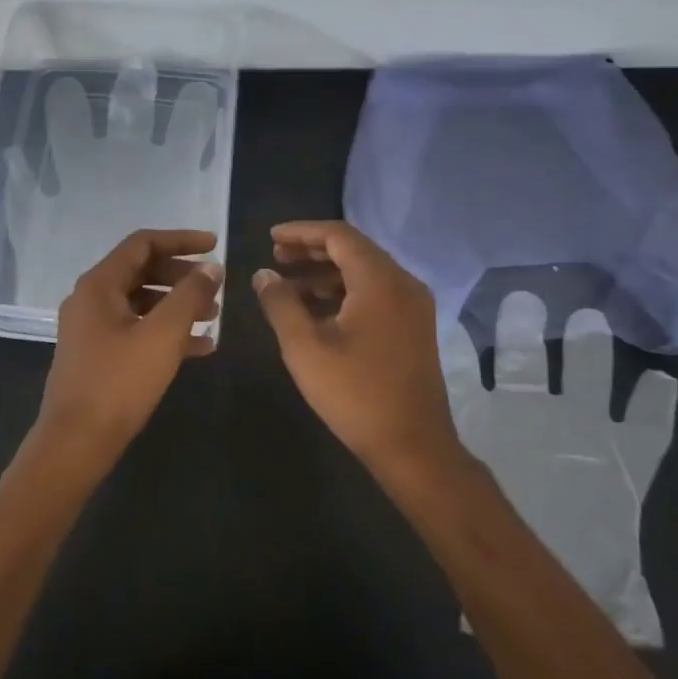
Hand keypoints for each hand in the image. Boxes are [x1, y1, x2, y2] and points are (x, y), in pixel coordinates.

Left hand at [30, 229, 222, 472]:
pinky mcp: (98, 355)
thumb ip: (190, 295)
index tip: (215, 246)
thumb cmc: (119, 382)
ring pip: (141, 302)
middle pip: (142, 271)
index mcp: (99, 285)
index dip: (181, 240)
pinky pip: (136, 330)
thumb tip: (211, 268)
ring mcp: (92, 329)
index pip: (143, 244)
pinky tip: (200, 347)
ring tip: (213, 318)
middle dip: (182, 276)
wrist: (76, 442)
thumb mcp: (162, 335)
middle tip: (215, 286)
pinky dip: (165, 331)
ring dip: (177, 305)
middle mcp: (91, 299)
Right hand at [252, 220, 460, 476]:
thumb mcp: (305, 348)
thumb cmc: (355, 394)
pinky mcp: (414, 327)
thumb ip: (280, 304)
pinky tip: (316, 310)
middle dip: (312, 250)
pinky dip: (344, 292)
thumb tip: (263, 274)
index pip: (339, 235)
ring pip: (365, 273)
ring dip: (326, 273)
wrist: (413, 446)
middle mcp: (403, 284)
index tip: (271, 237)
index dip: (302, 232)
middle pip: (354, 250)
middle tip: (276, 258)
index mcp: (380, 281)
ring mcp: (413, 306)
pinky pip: (376, 294)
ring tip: (288, 285)